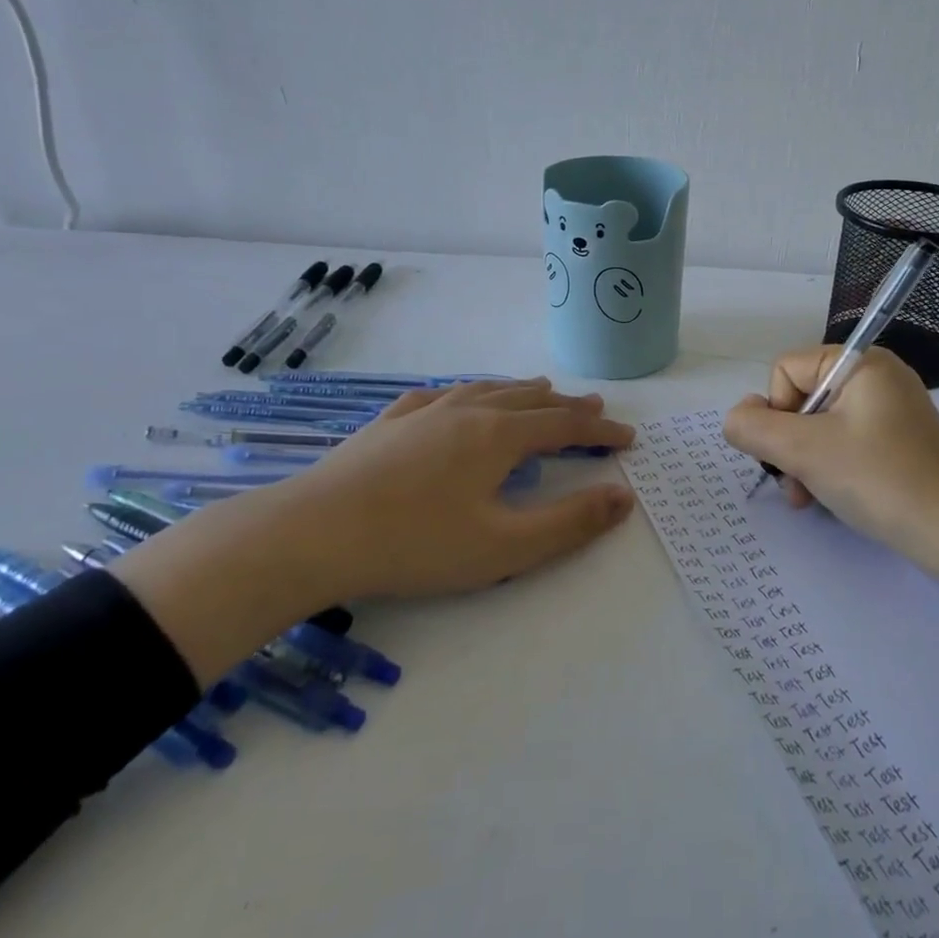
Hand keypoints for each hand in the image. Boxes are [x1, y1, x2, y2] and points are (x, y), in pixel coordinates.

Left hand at [117, 379, 634, 683]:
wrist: (309, 534)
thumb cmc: (415, 544)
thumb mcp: (504, 547)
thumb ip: (570, 523)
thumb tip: (624, 497)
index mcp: (497, 436)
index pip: (564, 426)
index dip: (600, 432)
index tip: (628, 438)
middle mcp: (465, 412)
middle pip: (528, 400)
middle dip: (566, 406)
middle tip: (593, 408)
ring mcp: (422, 413)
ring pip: (484, 390)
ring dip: (519, 391)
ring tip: (539, 390)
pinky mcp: (387, 424)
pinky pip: (438, 395)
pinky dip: (464, 393)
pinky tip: (457, 396)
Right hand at [722, 347, 938, 629]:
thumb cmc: (879, 480)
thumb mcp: (804, 451)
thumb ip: (753, 428)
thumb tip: (736, 418)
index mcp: (860, 362)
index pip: (785, 370)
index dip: (777, 412)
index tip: (792, 451)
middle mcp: (877, 377)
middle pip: (801, 398)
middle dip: (789, 444)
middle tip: (796, 484)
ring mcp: (890, 410)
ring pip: (819, 426)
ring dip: (804, 462)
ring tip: (808, 498)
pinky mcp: (897, 442)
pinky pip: (845, 443)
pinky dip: (829, 469)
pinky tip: (829, 499)